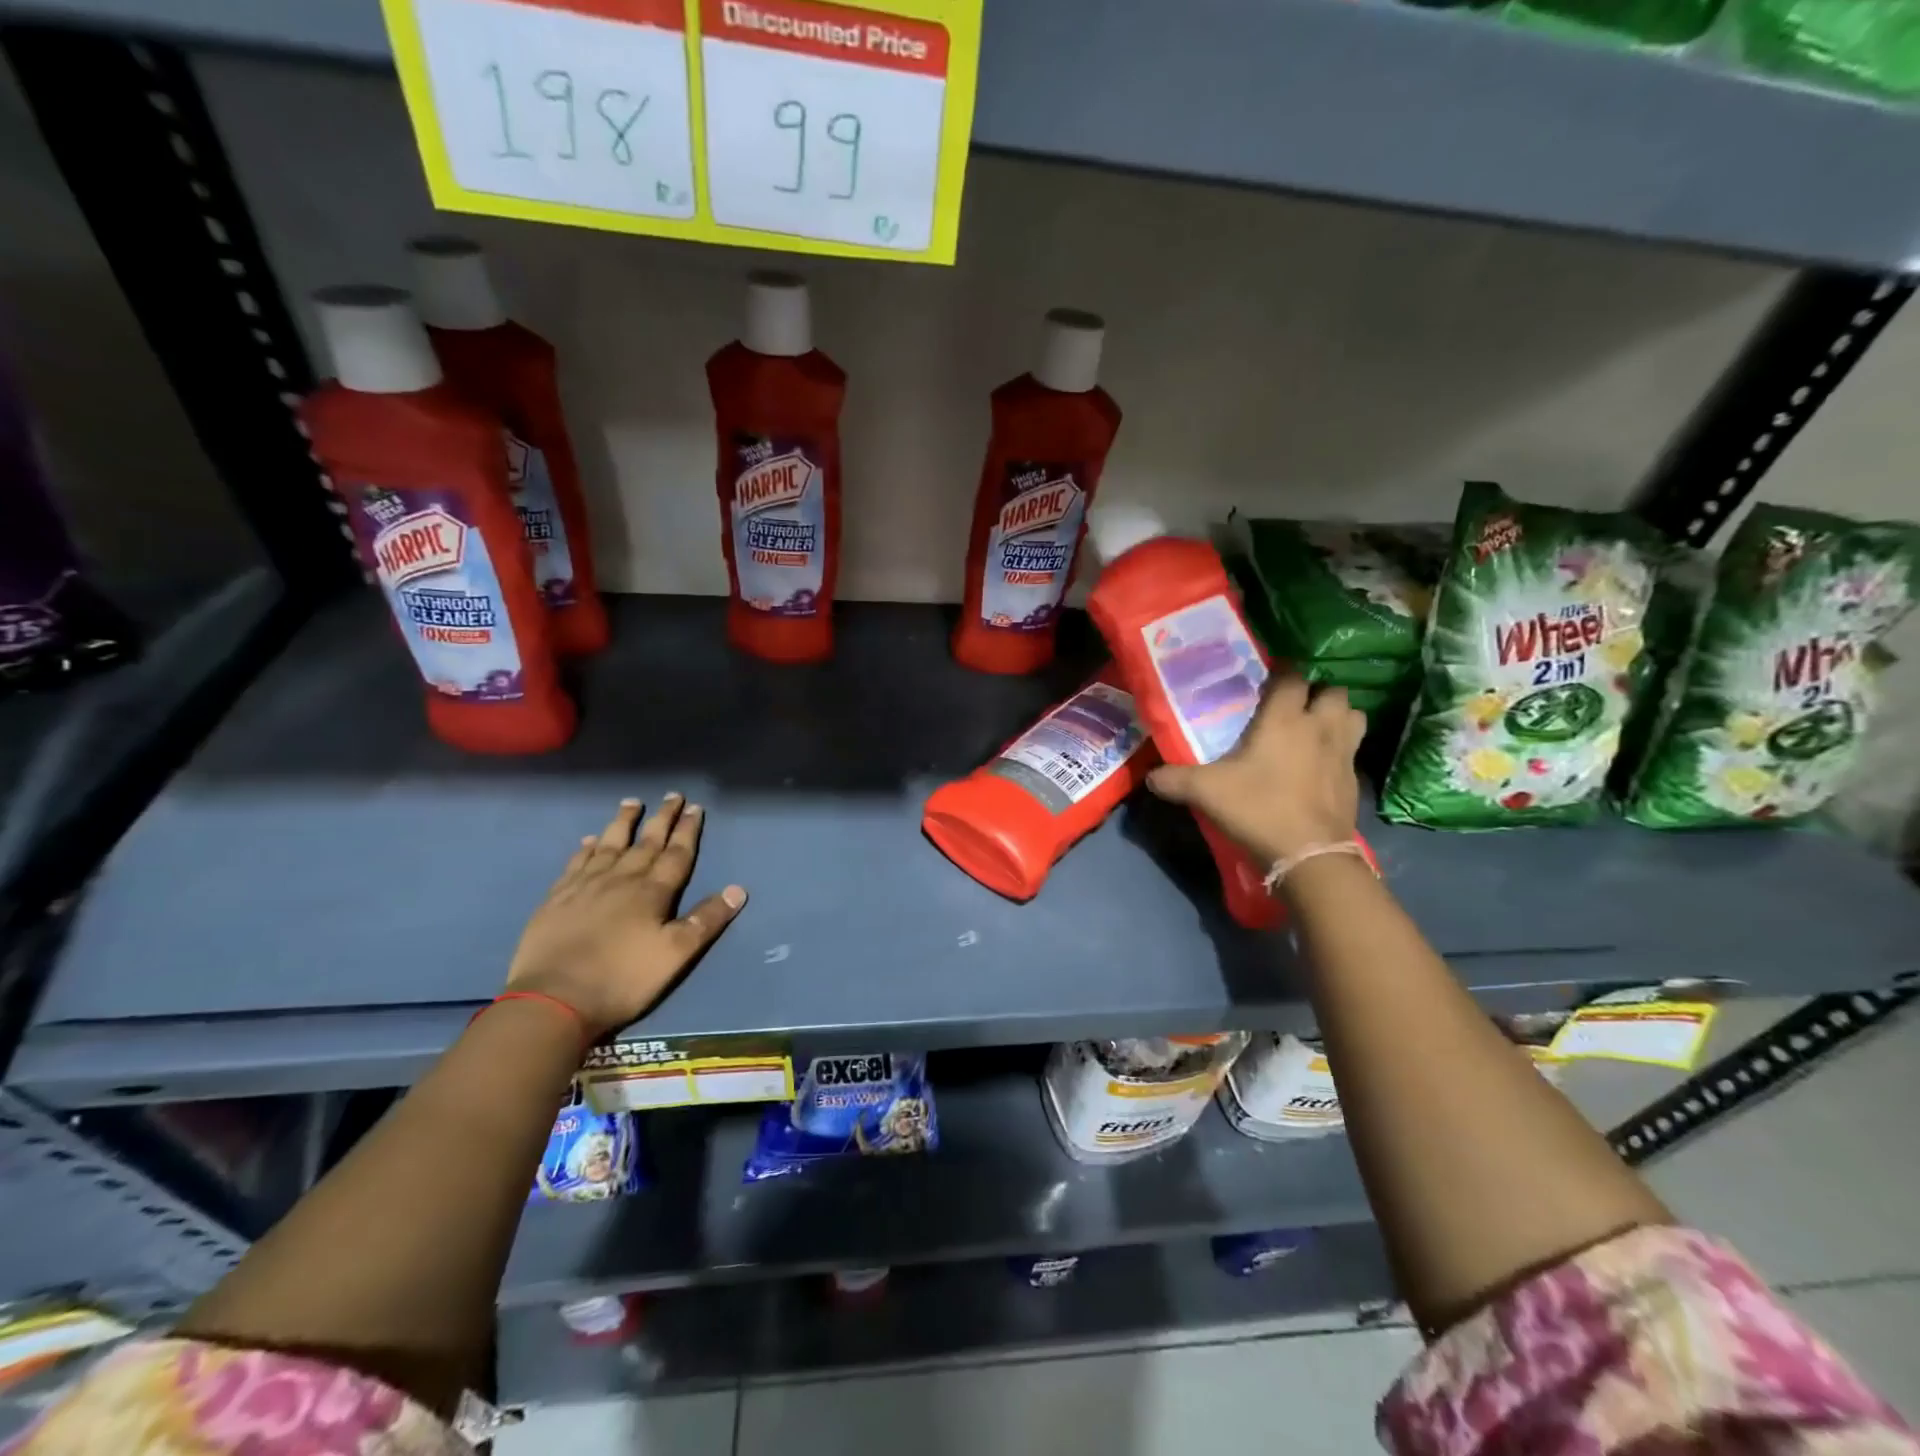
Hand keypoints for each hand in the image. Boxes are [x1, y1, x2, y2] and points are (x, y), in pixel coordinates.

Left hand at [506, 795, 746, 1039]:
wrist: (553, 1000)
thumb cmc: (622, 979)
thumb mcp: (676, 955)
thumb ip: (706, 920)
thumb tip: (738, 889)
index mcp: (652, 892)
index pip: (676, 854)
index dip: (688, 831)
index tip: (695, 808)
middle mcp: (621, 880)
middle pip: (646, 843)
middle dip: (662, 819)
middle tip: (673, 796)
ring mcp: (585, 887)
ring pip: (609, 845)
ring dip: (623, 823)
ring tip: (632, 803)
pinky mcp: (557, 899)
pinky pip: (576, 864)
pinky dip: (586, 849)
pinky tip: (589, 841)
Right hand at [1146, 676, 1364, 865]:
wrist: (1309, 854)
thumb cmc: (1257, 809)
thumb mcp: (1205, 793)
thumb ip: (1174, 780)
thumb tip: (1150, 777)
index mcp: (1284, 719)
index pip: (1292, 677)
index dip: (1281, 674)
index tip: (1266, 683)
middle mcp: (1319, 727)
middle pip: (1332, 691)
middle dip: (1316, 693)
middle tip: (1293, 708)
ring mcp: (1343, 753)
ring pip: (1353, 716)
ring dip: (1337, 717)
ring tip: (1315, 730)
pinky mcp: (1354, 780)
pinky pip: (1352, 751)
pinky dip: (1340, 751)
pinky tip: (1321, 767)